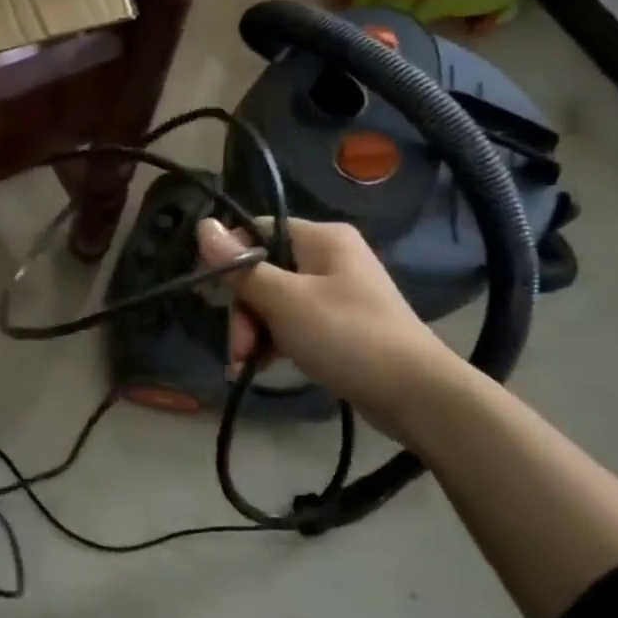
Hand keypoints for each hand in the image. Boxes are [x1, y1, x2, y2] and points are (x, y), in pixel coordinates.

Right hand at [198, 217, 461, 441]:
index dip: (228, 259)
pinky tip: (260, 367)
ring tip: (244, 365)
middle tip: (238, 348)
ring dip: (253, 332)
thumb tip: (202, 225)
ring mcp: (334, 291)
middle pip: (262, 271)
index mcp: (321, 238)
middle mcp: (328, 256)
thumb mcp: (285, 301)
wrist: (416, 393)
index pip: (256, 231)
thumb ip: (241, 267)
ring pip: (273, 300)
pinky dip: (273, 342)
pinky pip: (292, 322)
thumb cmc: (347, 336)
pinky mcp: (338, 323)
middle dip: (242, 311)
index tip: (211, 296)